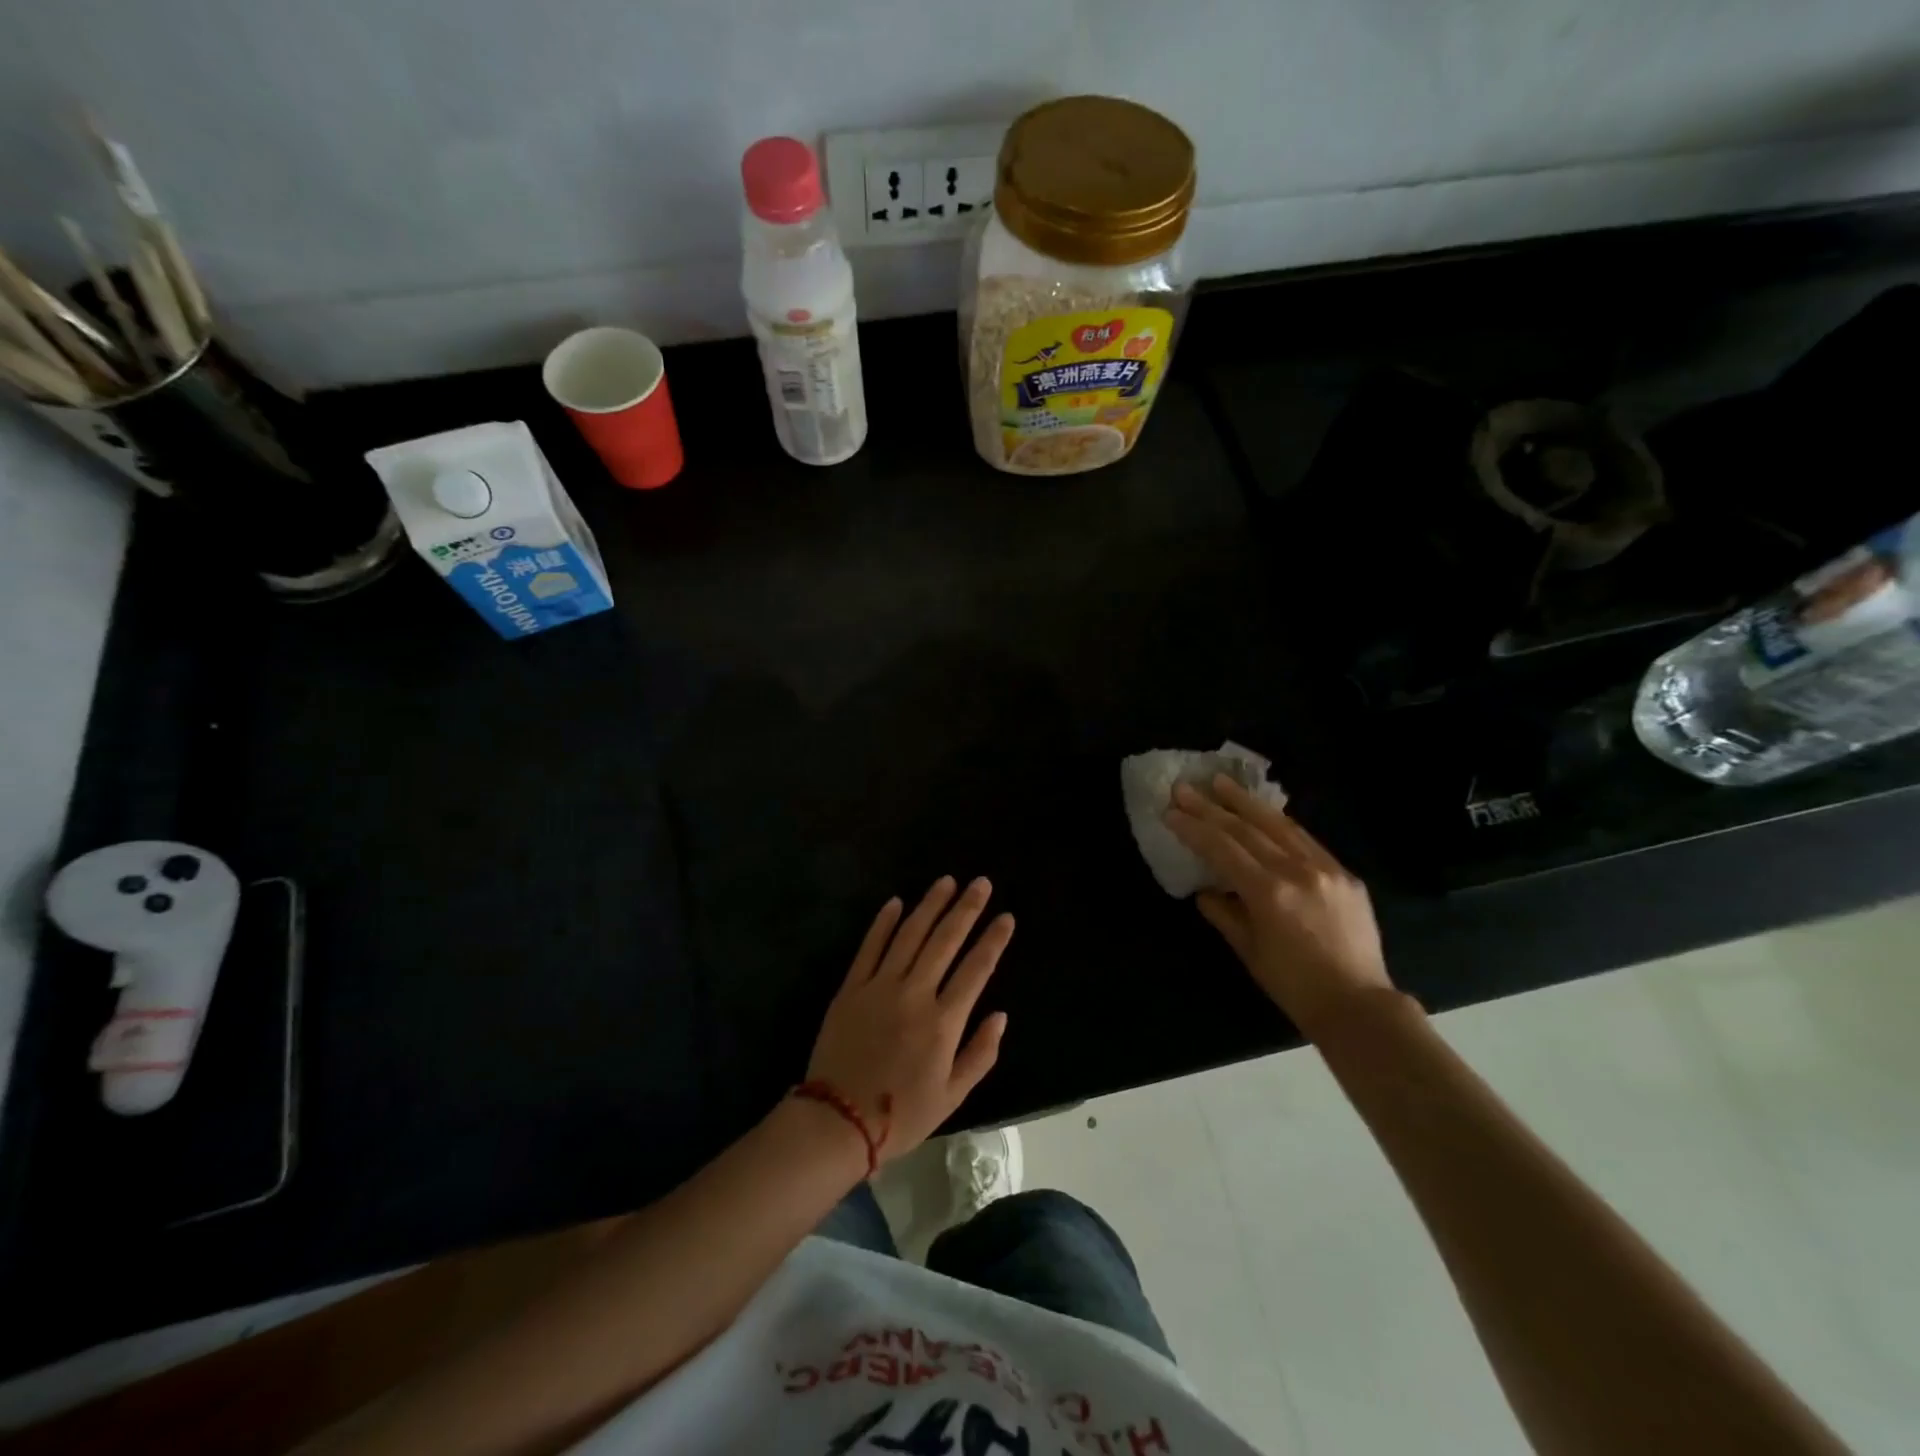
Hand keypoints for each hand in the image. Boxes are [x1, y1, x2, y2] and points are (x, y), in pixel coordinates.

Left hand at [805, 877, 1012, 1166]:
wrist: (837, 1122)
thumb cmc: (901, 1115)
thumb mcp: (952, 1096)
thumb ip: (980, 1054)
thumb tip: (1000, 1015)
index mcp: (943, 1021)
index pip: (976, 969)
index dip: (993, 940)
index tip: (1006, 917)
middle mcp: (914, 994)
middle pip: (945, 940)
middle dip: (966, 908)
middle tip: (981, 883)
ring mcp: (880, 986)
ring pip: (910, 934)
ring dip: (930, 905)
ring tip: (946, 882)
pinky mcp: (852, 988)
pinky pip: (870, 947)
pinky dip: (883, 923)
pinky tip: (896, 902)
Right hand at [1166, 776, 1392, 1036]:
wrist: (1358, 1005)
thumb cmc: (1293, 986)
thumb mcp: (1248, 950)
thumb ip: (1223, 913)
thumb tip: (1206, 890)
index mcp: (1269, 892)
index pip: (1222, 848)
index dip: (1194, 828)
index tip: (1171, 811)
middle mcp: (1297, 871)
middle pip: (1247, 829)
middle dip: (1212, 807)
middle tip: (1185, 788)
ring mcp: (1325, 869)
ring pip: (1279, 825)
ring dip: (1246, 802)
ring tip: (1222, 783)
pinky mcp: (1345, 874)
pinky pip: (1306, 839)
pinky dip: (1279, 823)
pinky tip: (1264, 812)